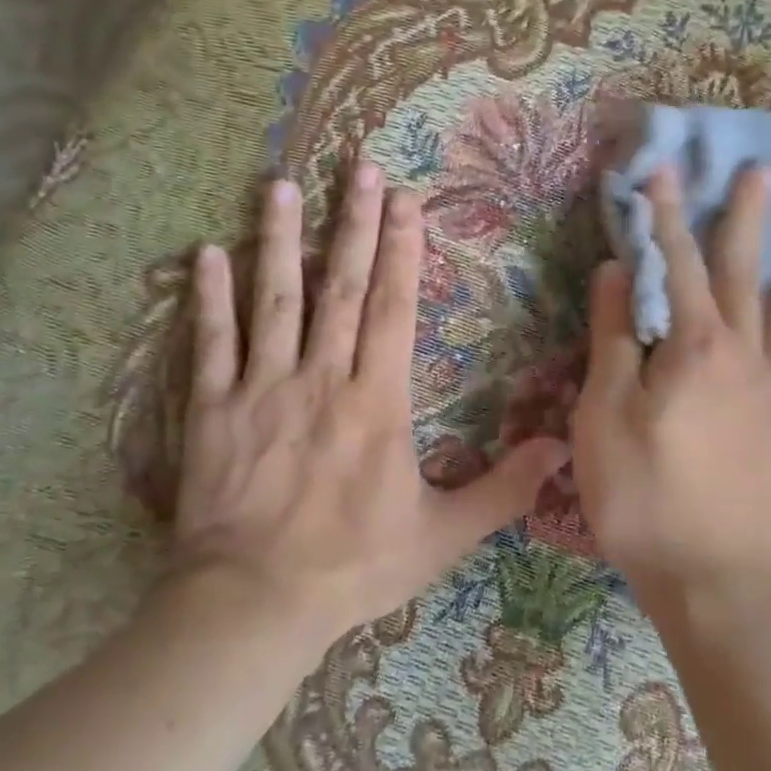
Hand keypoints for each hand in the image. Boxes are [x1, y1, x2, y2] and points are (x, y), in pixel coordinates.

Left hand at [167, 164, 571, 645]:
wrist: (255, 602)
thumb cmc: (355, 565)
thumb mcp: (444, 535)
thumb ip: (504, 489)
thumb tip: (562, 448)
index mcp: (378, 401)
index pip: (395, 308)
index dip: (404, 250)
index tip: (407, 201)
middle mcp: (323, 378)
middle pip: (343, 287)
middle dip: (355, 224)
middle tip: (361, 168)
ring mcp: (263, 389)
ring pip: (275, 300)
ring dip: (281, 240)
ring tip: (282, 186)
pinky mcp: (214, 410)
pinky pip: (211, 343)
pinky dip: (209, 297)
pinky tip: (207, 252)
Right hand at [571, 165, 770, 606]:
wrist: (710, 572)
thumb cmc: (642, 495)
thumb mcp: (605, 415)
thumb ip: (614, 338)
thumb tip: (619, 271)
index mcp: (694, 347)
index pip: (677, 264)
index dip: (665, 216)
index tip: (662, 171)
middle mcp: (744, 353)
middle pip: (746, 273)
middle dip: (749, 220)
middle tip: (767, 173)